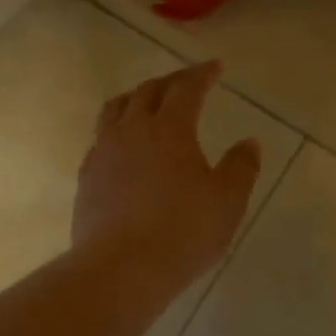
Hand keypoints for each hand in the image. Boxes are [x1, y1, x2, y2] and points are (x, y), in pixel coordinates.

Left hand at [74, 61, 261, 297]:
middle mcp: (132, 130)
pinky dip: (116, 129)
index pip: (186, 88)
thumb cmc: (183, 232)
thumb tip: (249, 143)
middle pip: (148, 91)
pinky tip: (122, 145)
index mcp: (170, 129)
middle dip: (170, 81)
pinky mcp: (87, 177)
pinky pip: (100, 138)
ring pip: (116, 109)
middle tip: (186, 82)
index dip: (202, 74)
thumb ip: (241, 167)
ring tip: (147, 101)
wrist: (121, 268)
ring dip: (136, 97)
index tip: (215, 67)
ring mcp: (104, 152)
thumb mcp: (227, 201)